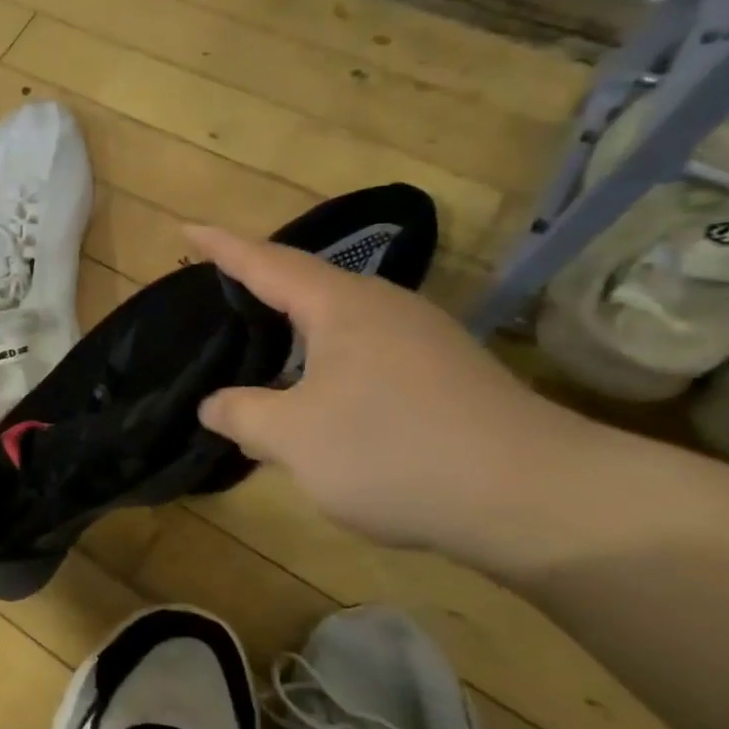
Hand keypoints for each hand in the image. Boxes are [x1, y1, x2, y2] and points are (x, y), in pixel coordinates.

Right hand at [189, 226, 593, 553]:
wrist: (541, 500)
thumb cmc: (395, 452)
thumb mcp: (294, 438)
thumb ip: (242, 414)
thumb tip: (214, 405)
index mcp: (342, 306)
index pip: (267, 263)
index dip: (222, 247)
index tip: (187, 229)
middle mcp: (385, 310)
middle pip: (307, 286)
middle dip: (260, 287)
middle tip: (218, 292)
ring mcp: (424, 342)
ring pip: (339, 326)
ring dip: (295, 335)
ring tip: (260, 350)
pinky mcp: (447, 379)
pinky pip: (366, 357)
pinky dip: (326, 366)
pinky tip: (318, 402)